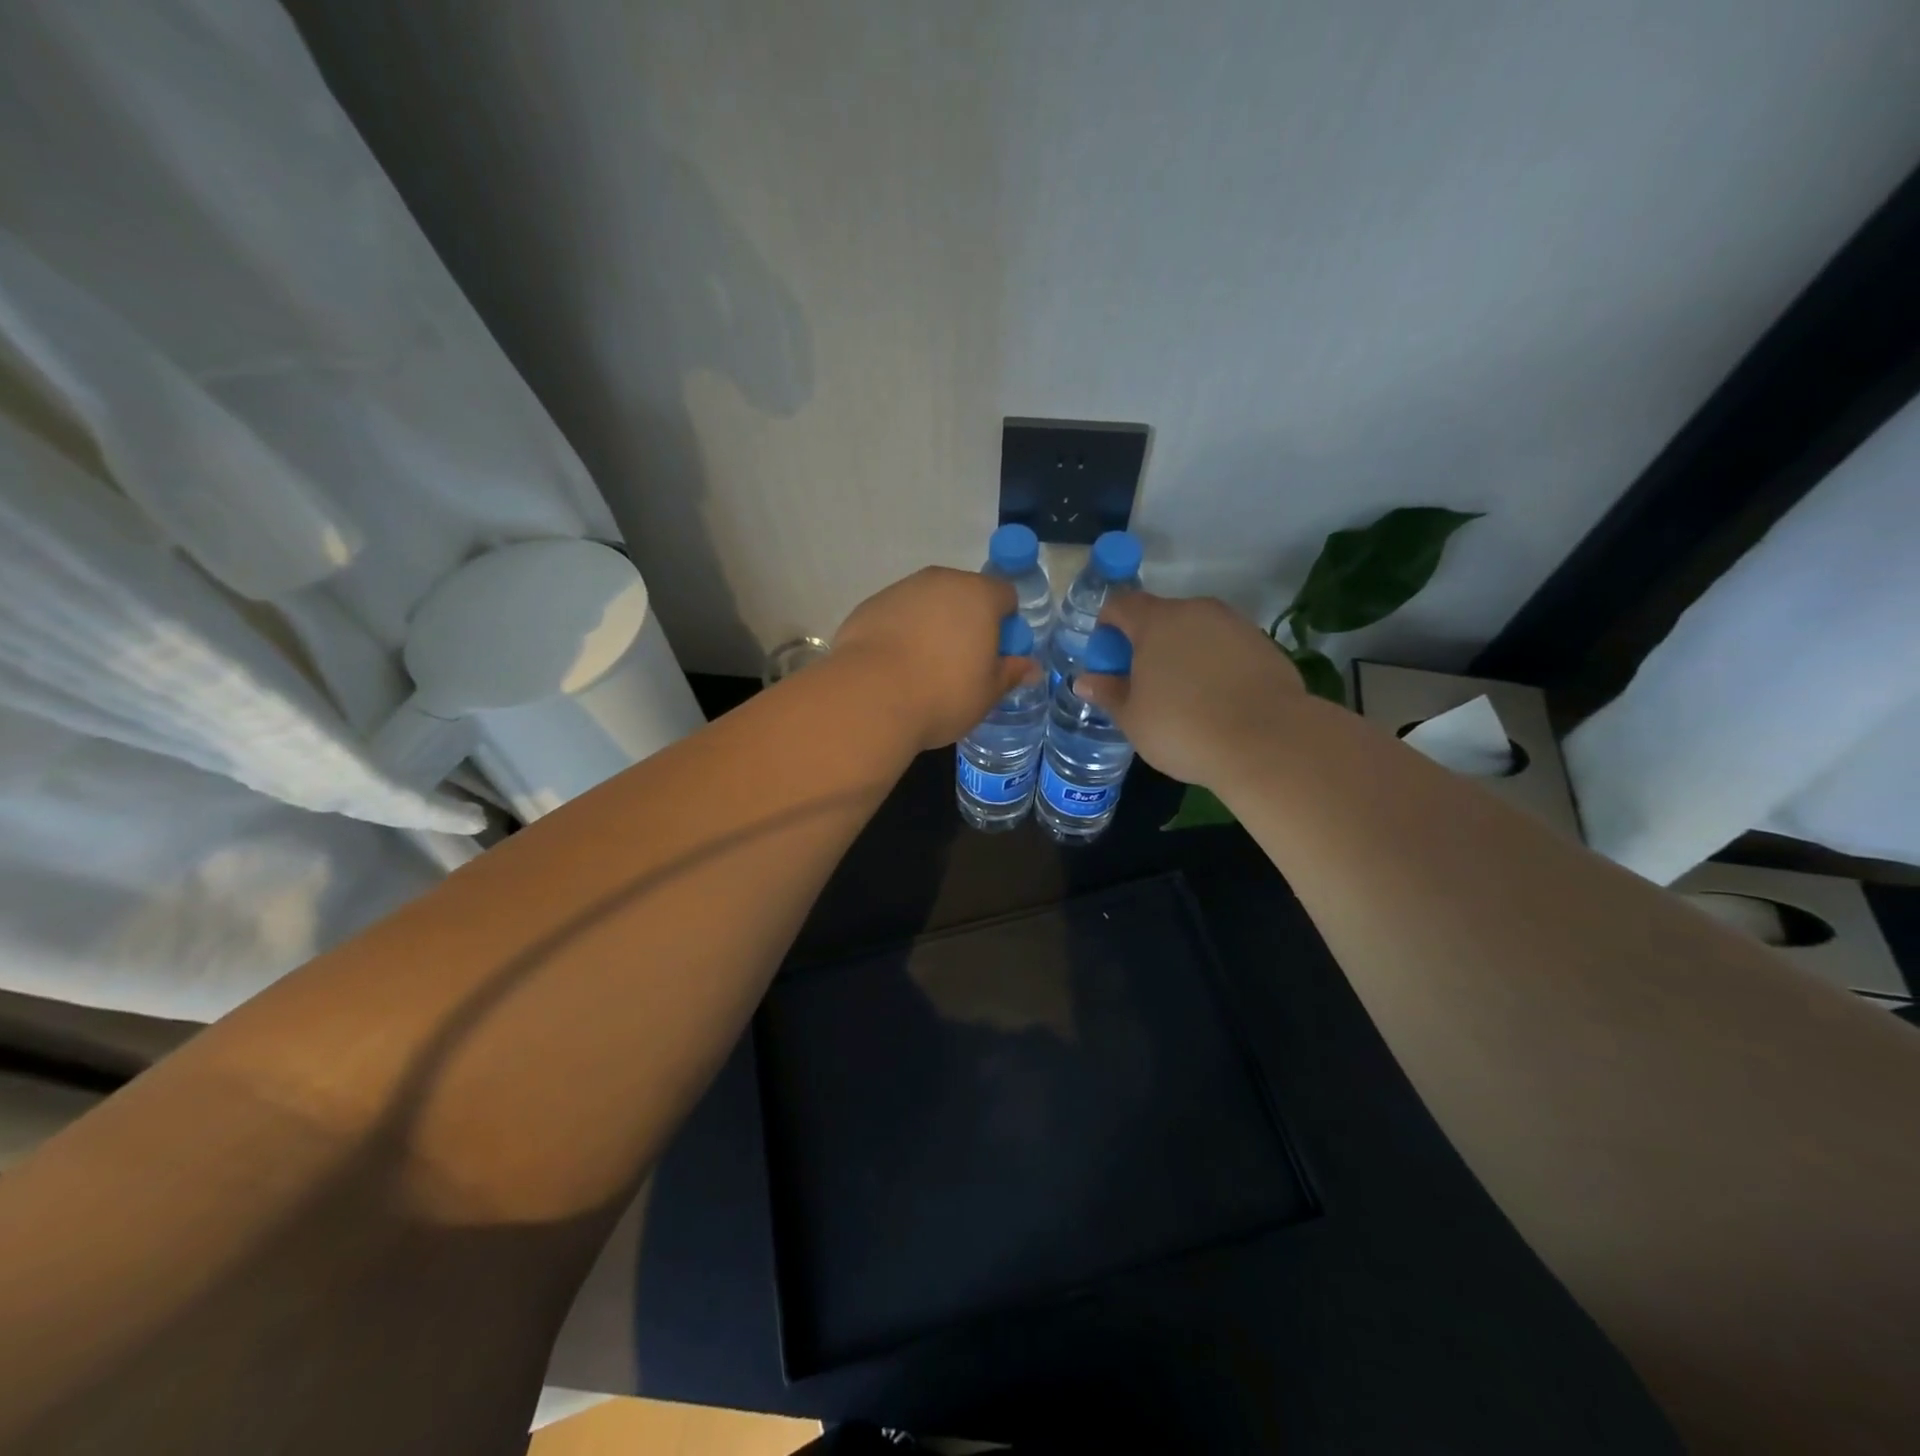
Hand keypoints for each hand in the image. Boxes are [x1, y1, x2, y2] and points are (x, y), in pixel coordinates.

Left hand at [832, 567, 1034, 750]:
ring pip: (928, 603)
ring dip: (933, 626)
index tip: (997, 655)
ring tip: (924, 668)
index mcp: (979, 595)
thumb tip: (1031, 668)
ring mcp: (901, 590)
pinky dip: (901, 633)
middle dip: (968, 622)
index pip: (1006, 595)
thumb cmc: (943, 694)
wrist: (870, 697)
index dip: (1007, 624)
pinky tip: (894, 668)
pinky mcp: (869, 606)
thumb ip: (1011, 674)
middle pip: (965, 594)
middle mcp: (941, 581)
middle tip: (962, 664)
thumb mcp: (987, 693)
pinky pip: (897, 615)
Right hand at [1074, 592, 1304, 785]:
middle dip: (1146, 643)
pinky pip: (1225, 647)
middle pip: (1160, 616)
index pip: (1120, 605)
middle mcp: (1196, 611)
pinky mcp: (1264, 644)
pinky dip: (1214, 665)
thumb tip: (1085, 680)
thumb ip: (1108, 693)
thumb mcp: (1133, 718)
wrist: (1267, 741)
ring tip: (1183, 696)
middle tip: (1143, 684)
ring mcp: (1235, 624)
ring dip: (1182, 653)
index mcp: (1156, 621)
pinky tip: (1217, 701)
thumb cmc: (1183, 728)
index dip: (1106, 628)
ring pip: (1196, 631)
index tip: (1108, 661)